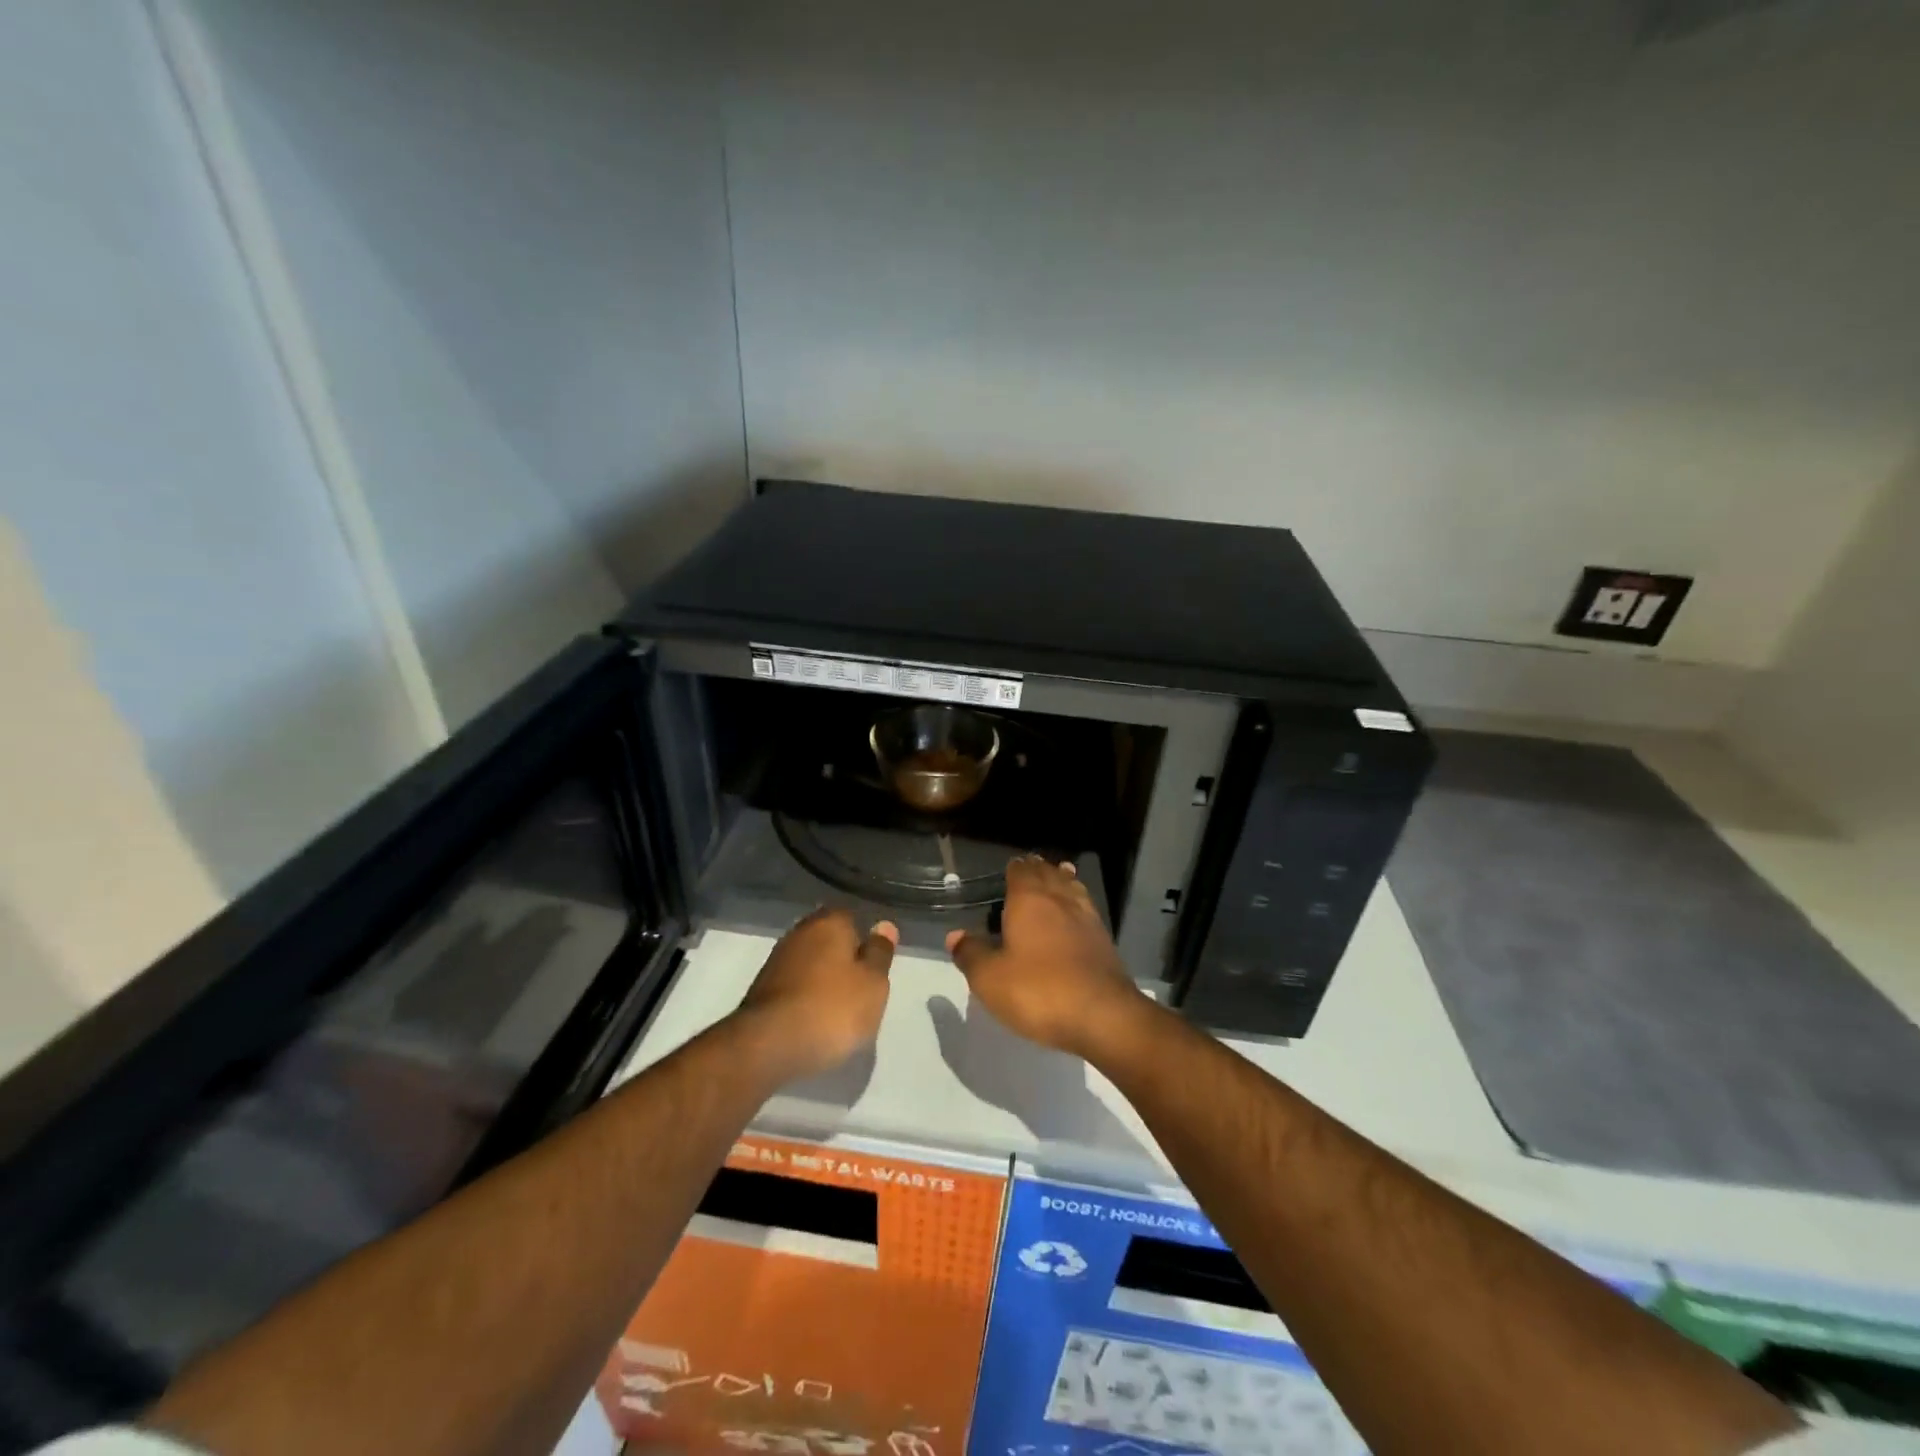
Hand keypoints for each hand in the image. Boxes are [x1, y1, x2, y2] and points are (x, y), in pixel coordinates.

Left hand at [737, 908, 896, 1079]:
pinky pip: (793, 986)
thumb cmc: (832, 1008)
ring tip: (838, 1009)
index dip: (865, 940)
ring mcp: (776, 960)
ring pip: (809, 963)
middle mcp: (800, 932)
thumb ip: (880, 953)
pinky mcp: (761, 990)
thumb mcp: (873, 984)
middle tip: (859, 989)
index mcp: (830, 922)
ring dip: (822, 979)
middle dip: (842, 959)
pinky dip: (804, 997)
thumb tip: (885, 925)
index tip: (874, 966)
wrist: (767, 1045)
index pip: (853, 917)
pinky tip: (813, 1019)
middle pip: (828, 940)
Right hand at [946, 856, 1147, 1058]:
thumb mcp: (990, 978)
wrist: (1103, 1015)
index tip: (1009, 867)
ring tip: (1058, 875)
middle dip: (1038, 869)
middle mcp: (1059, 900)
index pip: (1021, 872)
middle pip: (1049, 874)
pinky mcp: (1104, 940)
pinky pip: (1086, 909)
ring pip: (1072, 888)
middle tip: (1030, 867)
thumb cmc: (1039, 991)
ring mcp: (1086, 918)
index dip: (1014, 868)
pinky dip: (1078, 902)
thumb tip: (956, 935)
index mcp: (1029, 900)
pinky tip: (1077, 912)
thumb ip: (971, 954)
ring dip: (1062, 880)